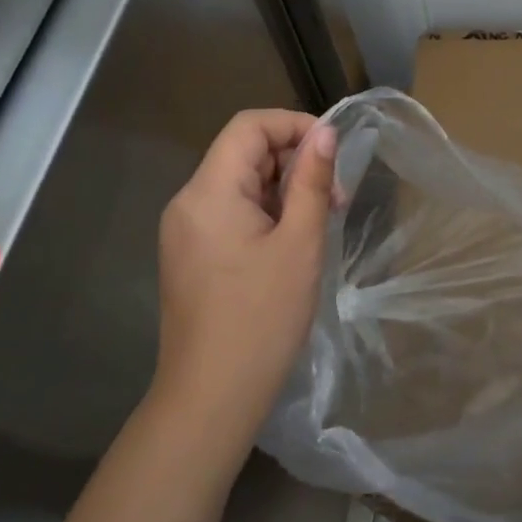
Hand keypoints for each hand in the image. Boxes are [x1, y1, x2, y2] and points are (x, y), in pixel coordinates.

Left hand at [151, 110, 336, 454]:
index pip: (249, 126)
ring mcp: (185, 231)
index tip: (333, 152)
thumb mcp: (299, 243)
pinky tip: (292, 243)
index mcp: (209, 192)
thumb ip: (312, 181)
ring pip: (240, 184)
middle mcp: (188, 202)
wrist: (211, 397)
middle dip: (294, 162)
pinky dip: (266, 213)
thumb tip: (324, 132)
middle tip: (335, 199)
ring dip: (284, 189)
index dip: (294, 125)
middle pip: (243, 152)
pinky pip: (231, 213)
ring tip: (319, 223)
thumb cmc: (262, 317)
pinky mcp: (191, 255)